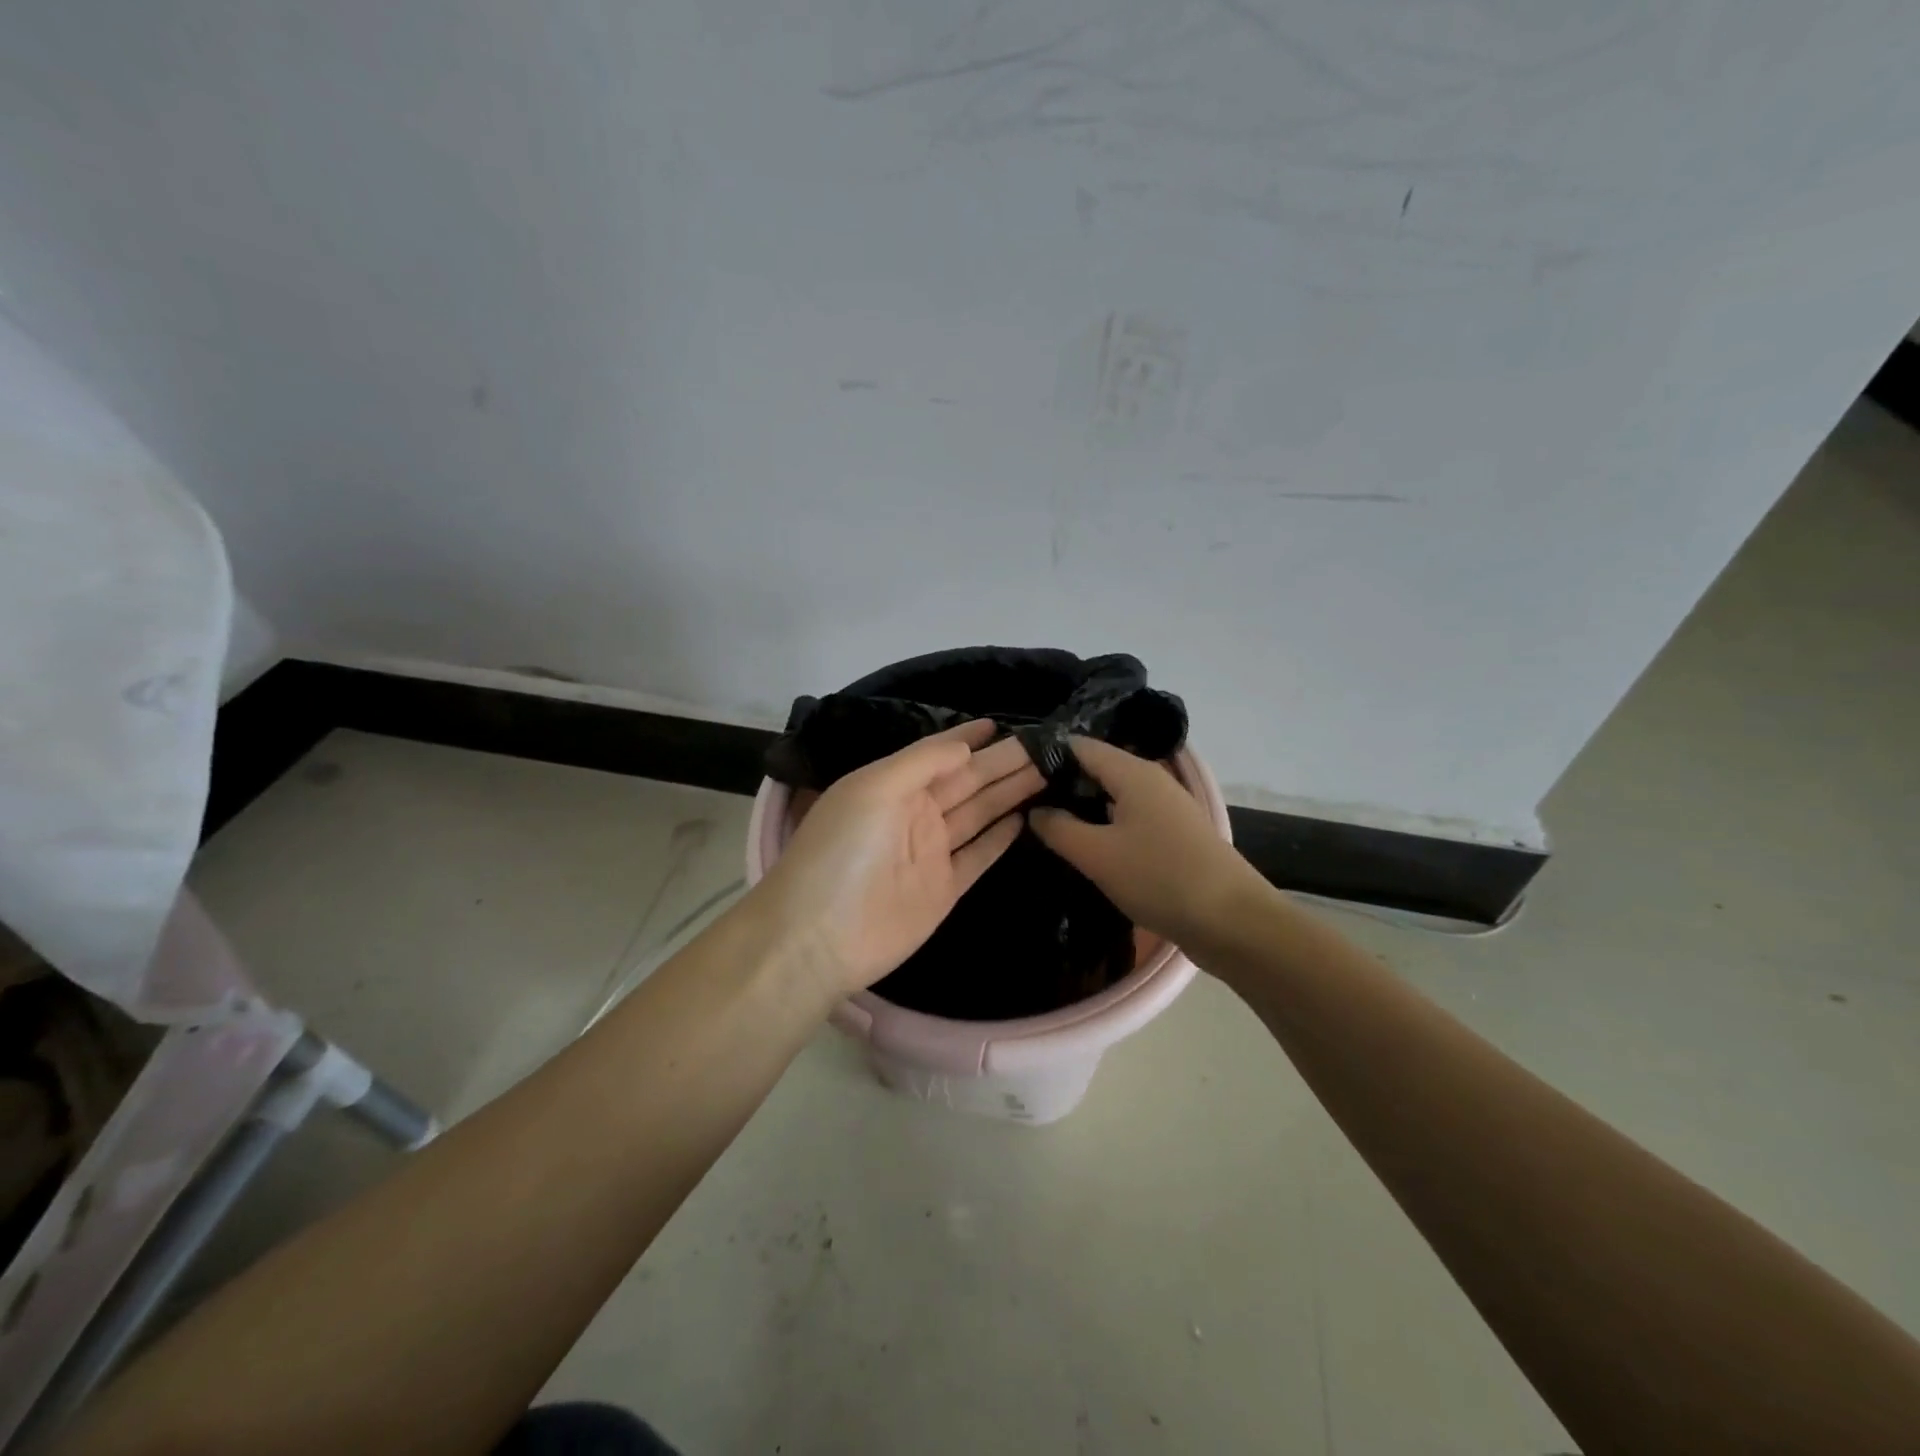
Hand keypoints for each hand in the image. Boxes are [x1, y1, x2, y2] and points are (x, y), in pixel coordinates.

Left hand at [752, 719, 1044, 1000]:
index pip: (938, 753)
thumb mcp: (874, 789)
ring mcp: (930, 852)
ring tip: (1046, 772)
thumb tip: (966, 747)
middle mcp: (914, 814)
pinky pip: (979, 856)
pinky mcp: (944, 889)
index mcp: (893, 785)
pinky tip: (1024, 818)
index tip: (1002, 723)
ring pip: (979, 813)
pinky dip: (1000, 838)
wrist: (819, 936)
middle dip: (1003, 762)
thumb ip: (921, 763)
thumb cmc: (842, 850)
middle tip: (1047, 746)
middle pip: (967, 781)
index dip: (968, 737)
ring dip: (1010, 792)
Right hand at [1028, 736, 1260, 944]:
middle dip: (1060, 783)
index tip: (1012, 776)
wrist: (1232, 921)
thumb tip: (1034, 810)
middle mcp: (1151, 779)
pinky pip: (1129, 816)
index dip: (1044, 756)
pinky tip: (1086, 845)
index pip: (1079, 745)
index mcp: (1132, 772)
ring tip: (1046, 825)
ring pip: (1113, 794)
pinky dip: (1104, 823)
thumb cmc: (1159, 878)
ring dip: (1082, 806)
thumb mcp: (1097, 855)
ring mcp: (1166, 806)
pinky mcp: (1174, 833)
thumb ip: (1058, 828)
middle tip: (1021, 804)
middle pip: (1097, 767)